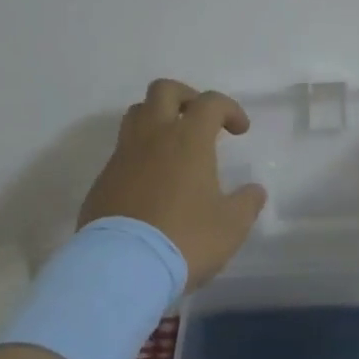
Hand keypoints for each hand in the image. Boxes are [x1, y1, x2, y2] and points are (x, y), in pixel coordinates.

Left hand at [79, 79, 268, 290]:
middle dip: (186, 96)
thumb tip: (254, 191)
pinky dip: (139, 153)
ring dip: (157, 118)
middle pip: (163, 90)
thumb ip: (246, 203)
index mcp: (188, 139)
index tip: (240, 130)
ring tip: (173, 144)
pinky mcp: (103, 180)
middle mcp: (153, 137)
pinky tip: (150, 181)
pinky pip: (122, 151)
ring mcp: (123, 156)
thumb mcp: (230, 227)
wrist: (122, 268)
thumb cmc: (184, 239)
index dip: (229, 108)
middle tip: (199, 119)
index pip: (210, 102)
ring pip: (136, 113)